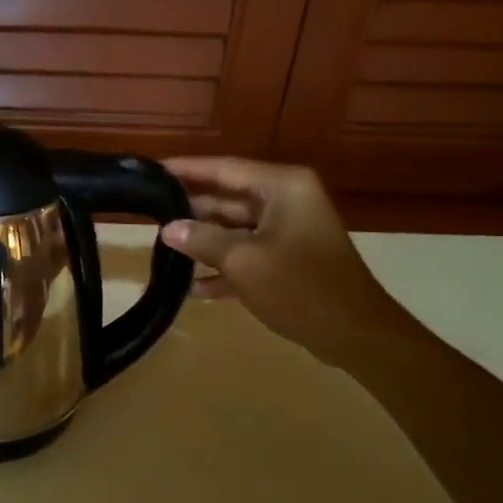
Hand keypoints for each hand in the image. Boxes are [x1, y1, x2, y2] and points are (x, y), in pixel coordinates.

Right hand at [158, 158, 407, 362]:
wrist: (354, 333)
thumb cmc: (300, 287)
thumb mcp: (243, 261)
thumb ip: (202, 240)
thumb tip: (168, 228)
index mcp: (282, 188)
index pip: (225, 168)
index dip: (187, 169)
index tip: (152, 170)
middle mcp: (286, 202)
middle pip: (227, 198)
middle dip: (190, 209)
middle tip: (148, 211)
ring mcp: (288, 232)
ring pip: (234, 229)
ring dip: (202, 241)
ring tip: (161, 247)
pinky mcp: (287, 260)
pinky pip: (247, 255)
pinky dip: (223, 268)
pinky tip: (193, 287)